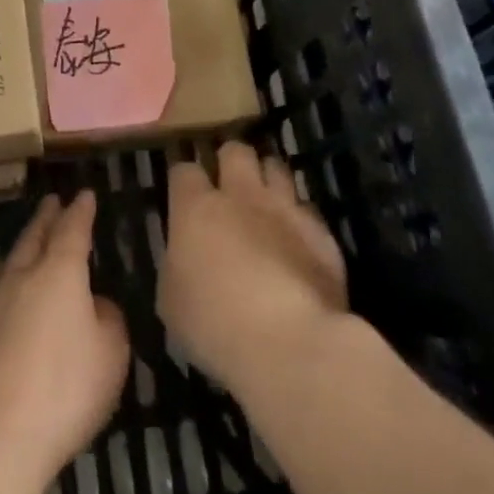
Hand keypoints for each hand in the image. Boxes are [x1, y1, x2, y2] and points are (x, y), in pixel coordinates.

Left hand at [0, 190, 130, 491]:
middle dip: (46, 218)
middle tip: (53, 202)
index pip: (72, 230)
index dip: (80, 211)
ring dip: (24, 248)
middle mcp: (22, 278)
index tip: (85, 194)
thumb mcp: (111, 356)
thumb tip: (95, 305)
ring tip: (31, 242)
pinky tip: (12, 301)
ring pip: (11, 264)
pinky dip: (10, 287)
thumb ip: (108, 321)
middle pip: (34, 238)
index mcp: (59, 273)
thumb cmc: (64, 391)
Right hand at [158, 142, 347, 395]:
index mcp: (196, 208)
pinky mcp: (321, 231)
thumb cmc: (215, 325)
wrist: (290, 343)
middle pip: (236, 151)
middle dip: (230, 160)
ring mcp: (285, 208)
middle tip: (228, 184)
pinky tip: (296, 237)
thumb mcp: (172, 301)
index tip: (183, 192)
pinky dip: (299, 216)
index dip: (184, 177)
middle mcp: (241, 195)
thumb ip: (176, 266)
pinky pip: (307, 207)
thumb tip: (184, 257)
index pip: (184, 169)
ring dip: (268, 178)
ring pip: (276, 166)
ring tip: (265, 199)